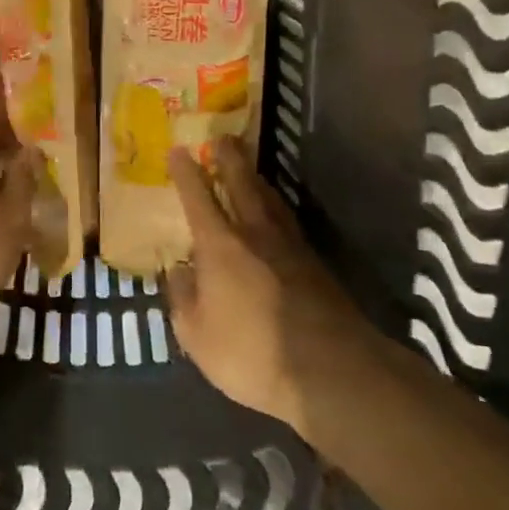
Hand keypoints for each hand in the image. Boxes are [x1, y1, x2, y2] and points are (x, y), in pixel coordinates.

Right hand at [165, 138, 375, 437]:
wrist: (331, 371)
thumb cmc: (252, 352)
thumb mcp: (197, 335)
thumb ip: (183, 299)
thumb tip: (178, 270)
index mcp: (220, 246)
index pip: (199, 199)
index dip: (187, 174)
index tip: (179, 150)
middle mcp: (256, 235)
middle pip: (242, 185)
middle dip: (229, 160)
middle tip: (223, 137)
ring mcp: (291, 248)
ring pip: (270, 201)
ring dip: (257, 179)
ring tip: (250, 168)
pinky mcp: (316, 266)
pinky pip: (289, 224)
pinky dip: (277, 209)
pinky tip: (276, 216)